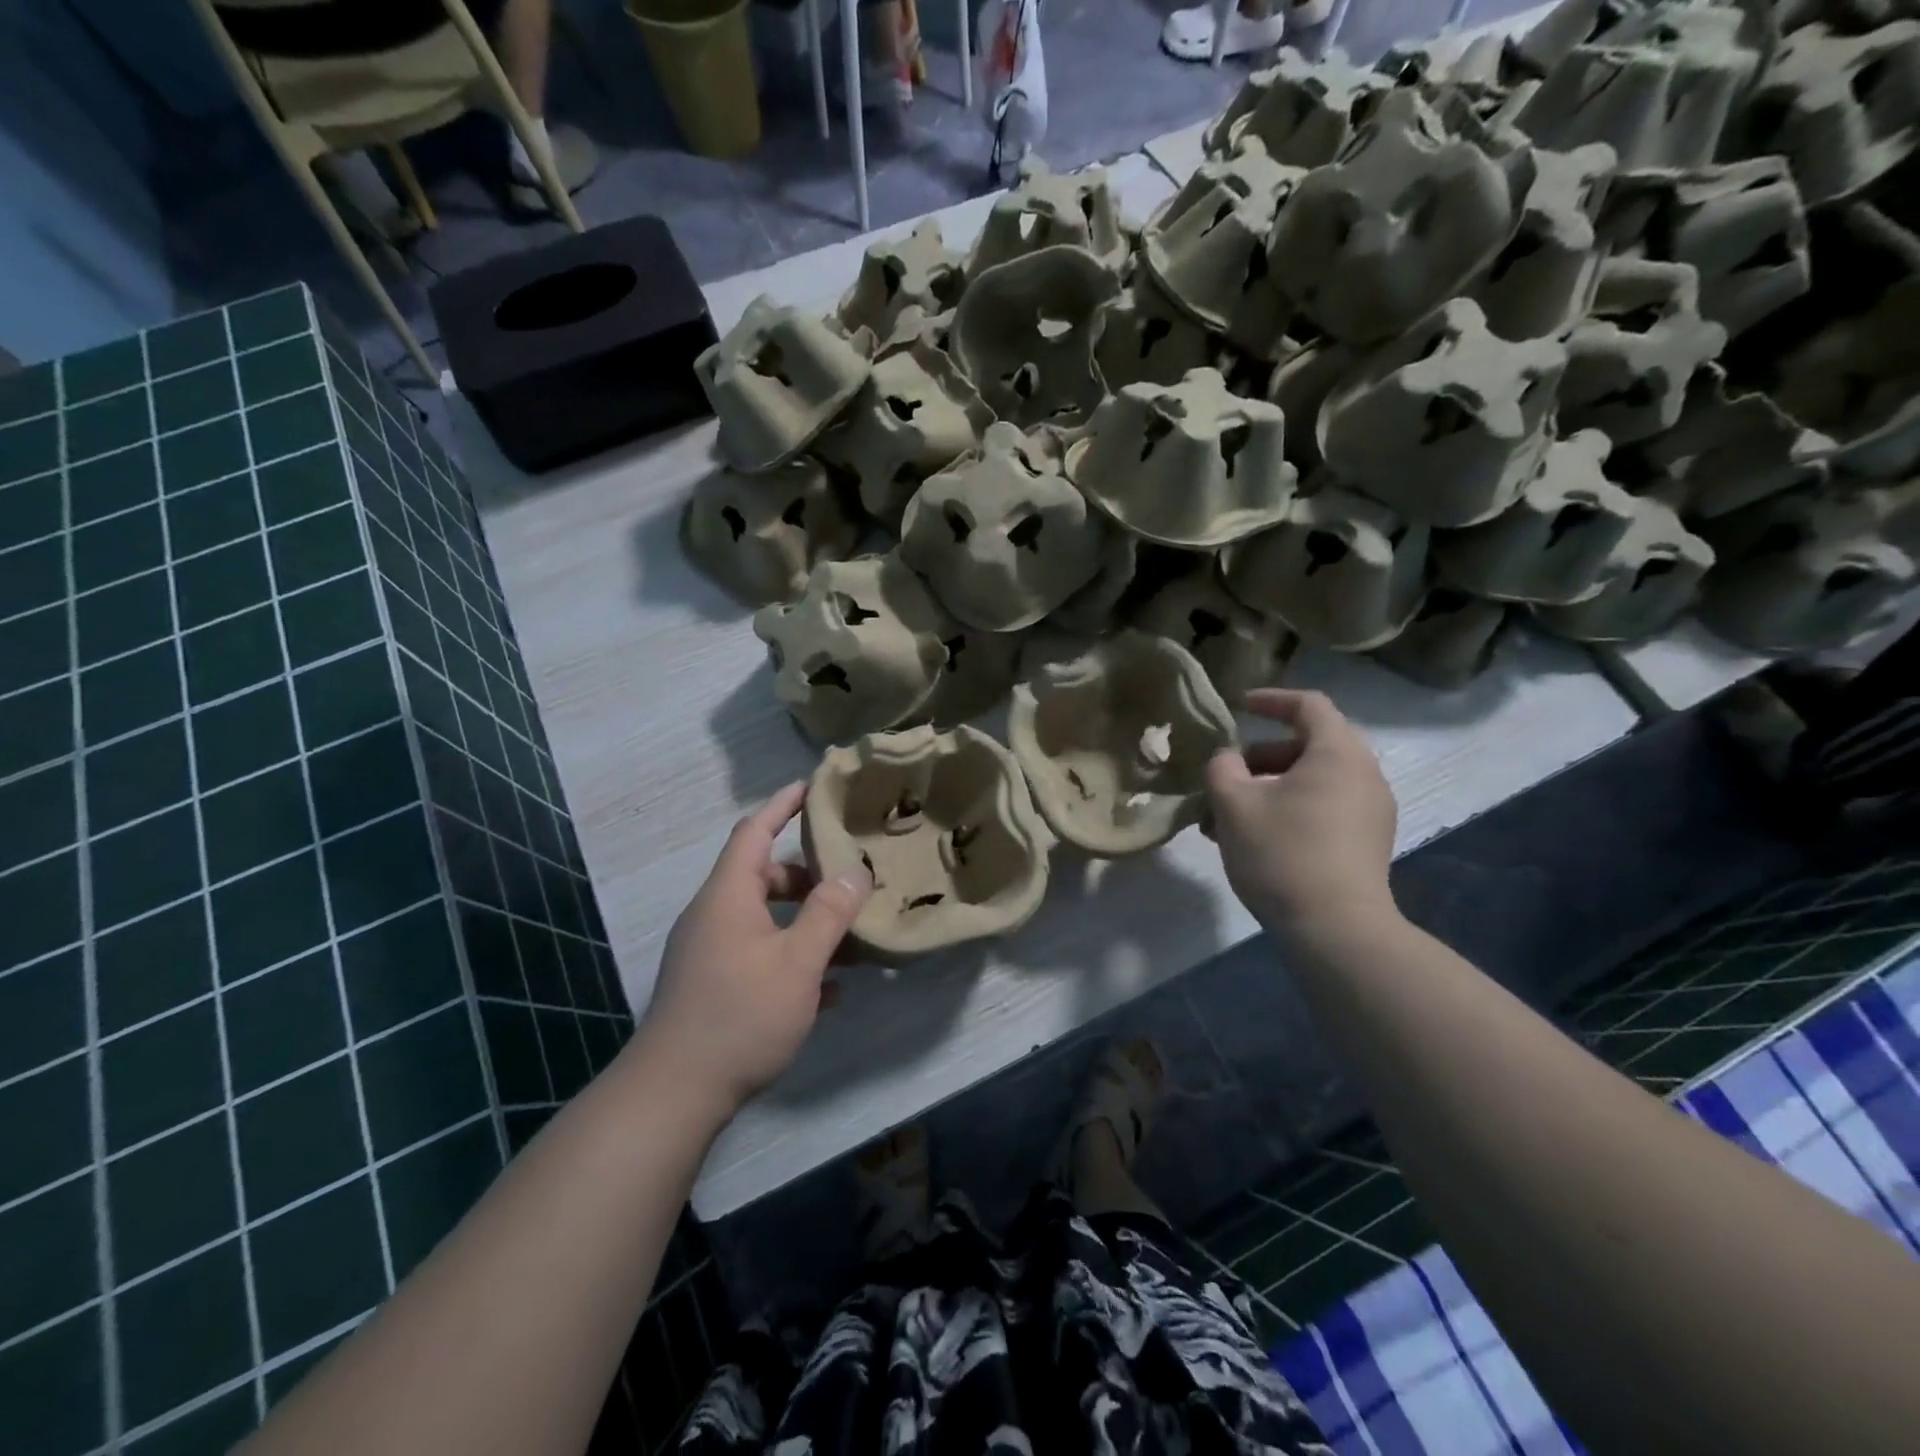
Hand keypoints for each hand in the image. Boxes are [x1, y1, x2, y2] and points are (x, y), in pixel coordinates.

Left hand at [637, 783, 872, 1114]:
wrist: (674, 1094)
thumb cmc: (740, 1014)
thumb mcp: (798, 961)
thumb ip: (829, 913)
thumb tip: (855, 872)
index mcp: (728, 896)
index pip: (753, 831)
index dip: (782, 805)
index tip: (812, 787)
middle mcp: (713, 916)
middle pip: (763, 876)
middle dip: (807, 876)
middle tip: (850, 882)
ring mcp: (709, 953)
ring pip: (764, 920)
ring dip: (805, 923)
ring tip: (850, 939)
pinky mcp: (711, 987)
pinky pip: (758, 956)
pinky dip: (791, 959)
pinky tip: (828, 990)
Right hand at [1206, 689, 1398, 938]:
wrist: (1336, 929)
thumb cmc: (1282, 853)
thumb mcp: (1234, 804)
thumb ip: (1222, 768)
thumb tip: (1229, 760)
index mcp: (1338, 753)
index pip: (1309, 706)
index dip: (1271, 700)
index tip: (1239, 707)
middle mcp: (1364, 775)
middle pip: (1308, 746)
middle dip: (1260, 757)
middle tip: (1225, 777)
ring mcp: (1371, 811)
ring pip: (1313, 781)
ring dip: (1269, 788)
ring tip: (1229, 817)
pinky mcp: (1367, 842)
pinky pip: (1325, 808)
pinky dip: (1289, 809)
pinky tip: (1256, 839)